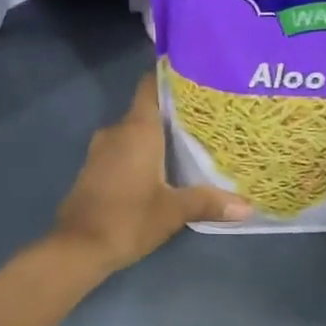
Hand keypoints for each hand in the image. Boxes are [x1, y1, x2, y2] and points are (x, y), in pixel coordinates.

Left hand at [52, 73, 249, 273]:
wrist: (78, 247)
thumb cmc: (128, 219)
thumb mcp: (173, 211)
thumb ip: (209, 202)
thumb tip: (247, 207)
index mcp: (137, 129)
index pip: (151, 86)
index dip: (172, 78)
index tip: (198, 80)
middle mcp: (117, 131)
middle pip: (148, 110)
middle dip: (175, 114)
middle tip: (209, 119)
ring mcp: (101, 150)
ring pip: (135, 132)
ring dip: (158, 137)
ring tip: (192, 143)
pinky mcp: (95, 169)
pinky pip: (123, 150)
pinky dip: (142, 153)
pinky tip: (164, 168)